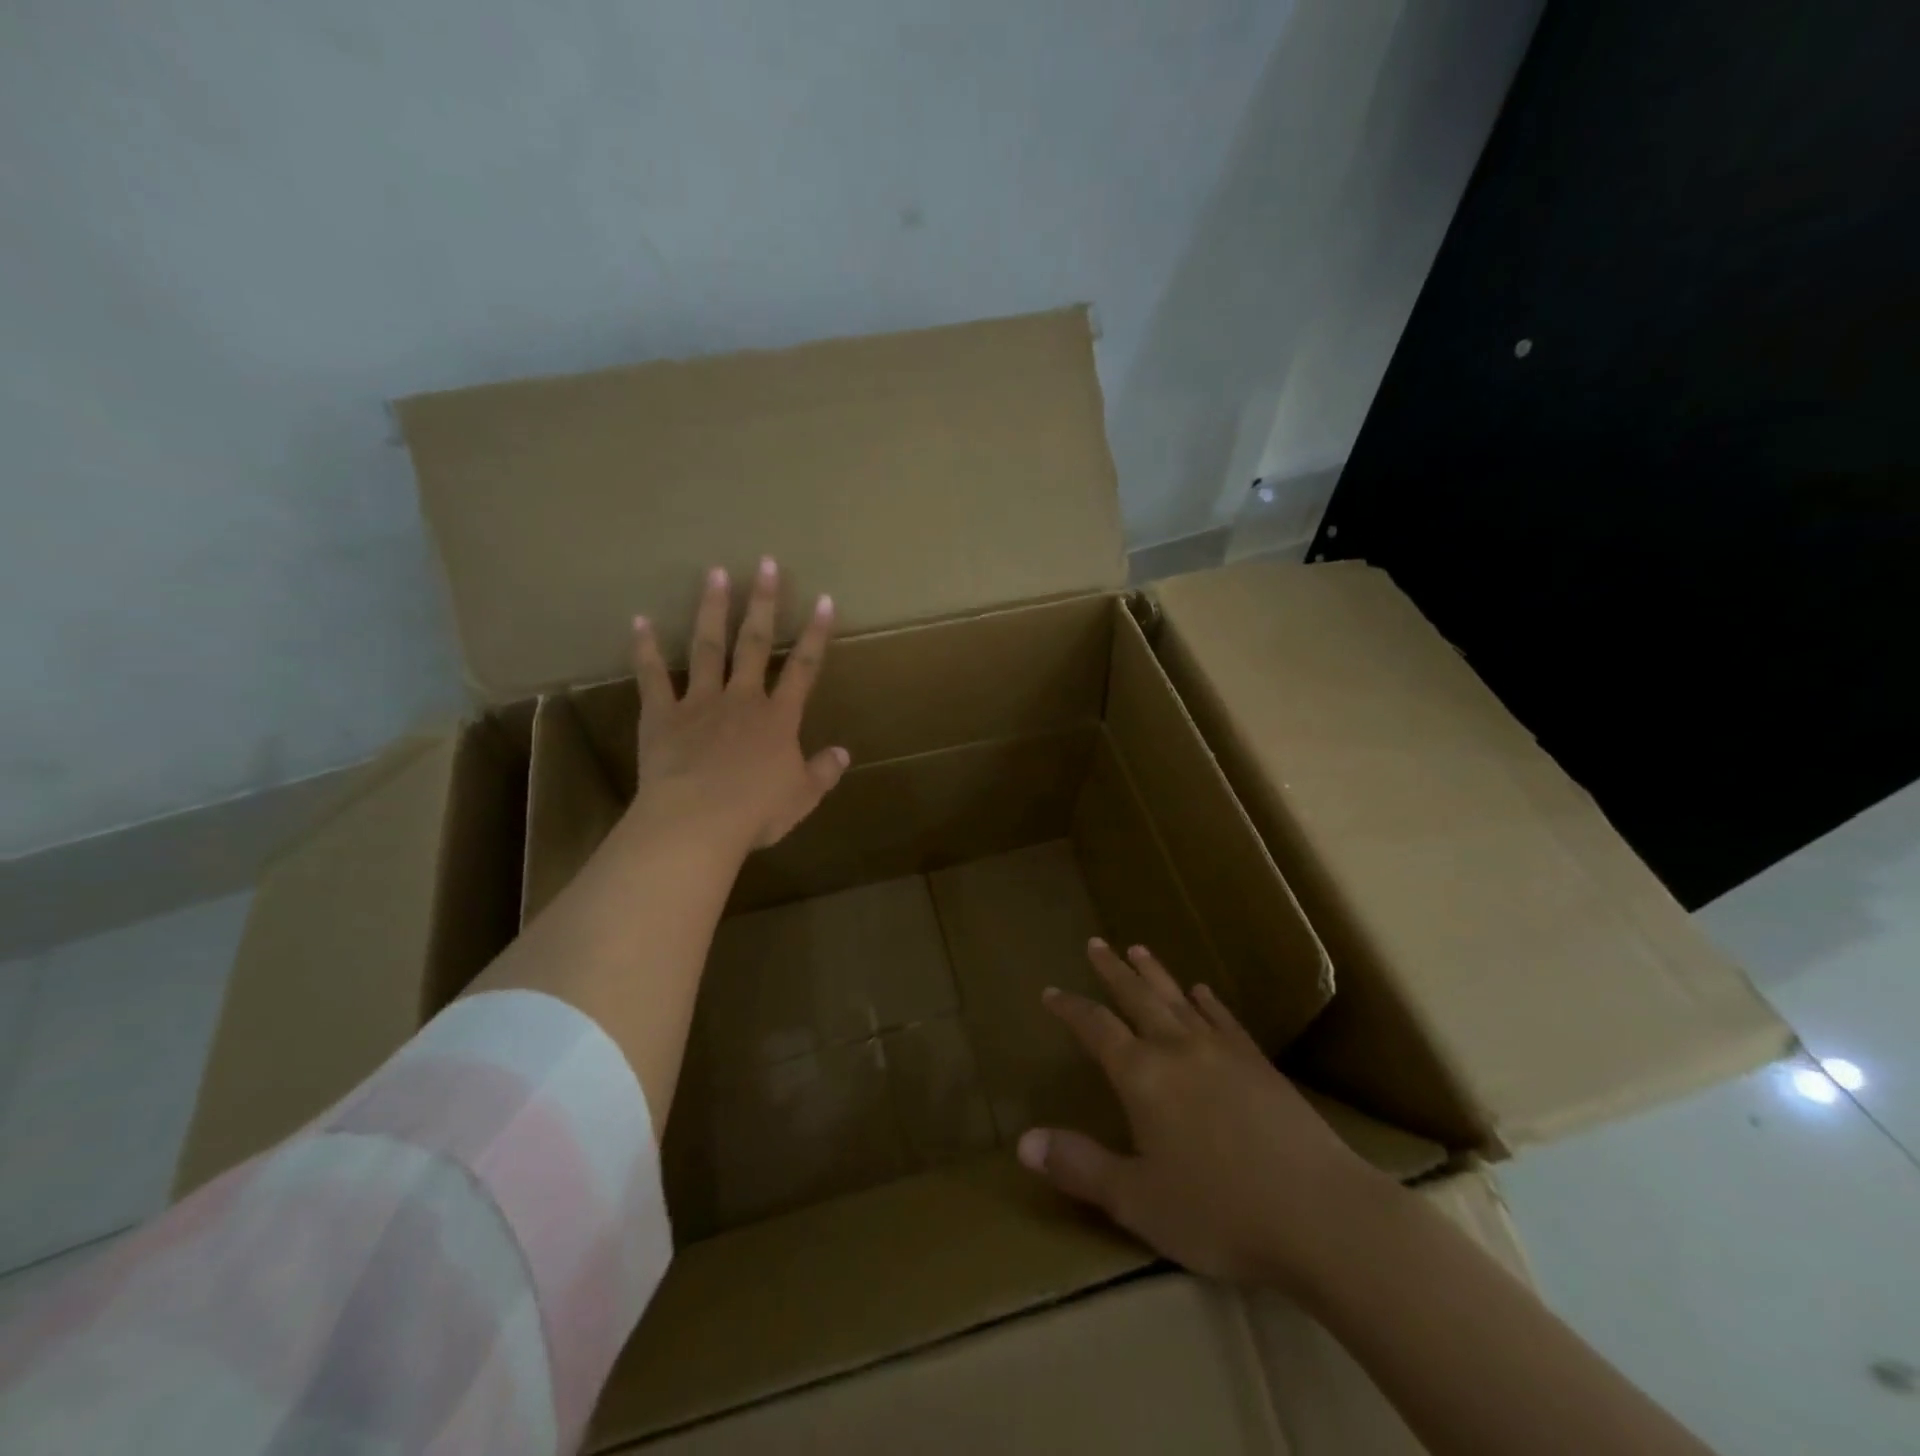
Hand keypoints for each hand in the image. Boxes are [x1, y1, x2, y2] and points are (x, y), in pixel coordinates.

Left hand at [630, 557, 848, 851]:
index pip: (804, 668)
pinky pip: (653, 677)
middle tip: (766, 564)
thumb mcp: (802, 797)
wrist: (698, 821)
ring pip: (708, 647)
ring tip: (715, 573)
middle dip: (763, 603)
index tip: (824, 600)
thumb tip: (843, 754)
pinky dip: (645, 649)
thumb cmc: (756, 811)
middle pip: (755, 643)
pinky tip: (639, 621)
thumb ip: (823, 772)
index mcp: (779, 719)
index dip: (816, 633)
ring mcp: (700, 703)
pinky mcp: (662, 715)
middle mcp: (742, 699)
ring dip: (712, 610)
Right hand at [1018, 940, 1390, 1289]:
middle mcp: (1177, 1049)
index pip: (1095, 1029)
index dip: (1070, 1009)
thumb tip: (1023, 1141)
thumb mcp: (1137, 1201)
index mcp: (1142, 1077)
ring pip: (1178, 999)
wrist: (1321, 1214)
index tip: (1050, 992)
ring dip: (1155, 974)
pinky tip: (1203, 991)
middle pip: (1137, 998)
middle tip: (1096, 943)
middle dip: (1112, 971)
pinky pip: (1225, 1020)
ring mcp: (1222, 1051)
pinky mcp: (1259, 1064)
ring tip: (1139, 949)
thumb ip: (1079, 1167)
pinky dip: (1209, 1002)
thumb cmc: (1219, 1211)